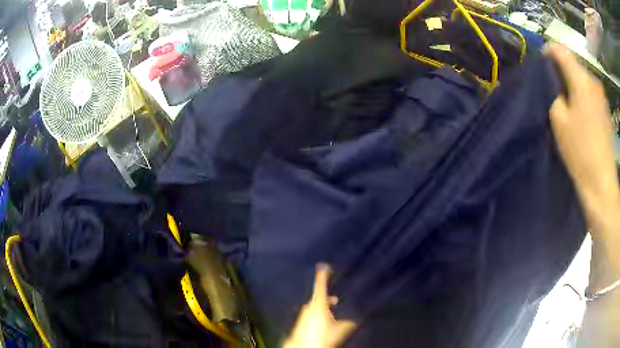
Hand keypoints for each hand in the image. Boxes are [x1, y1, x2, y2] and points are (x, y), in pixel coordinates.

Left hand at [284, 264, 356, 347]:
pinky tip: (321, 324)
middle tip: (335, 301)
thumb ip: (349, 323)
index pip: (320, 287)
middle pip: (317, 298)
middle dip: (325, 298)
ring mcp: (302, 316)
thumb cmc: (323, 337)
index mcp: (318, 305)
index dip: (323, 276)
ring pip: (312, 307)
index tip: (324, 266)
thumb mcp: (341, 329)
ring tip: (330, 314)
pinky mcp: (299, 324)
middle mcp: (308, 308)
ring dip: (321, 308)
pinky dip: (316, 315)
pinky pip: (308, 316)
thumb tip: (355, 320)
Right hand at [545, 43, 619, 230]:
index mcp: (581, 79)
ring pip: (582, 79)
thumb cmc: (580, 151)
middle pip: (573, 64)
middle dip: (561, 71)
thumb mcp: (559, 120)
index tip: (541, 64)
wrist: (601, 184)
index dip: (548, 52)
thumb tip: (554, 84)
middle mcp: (593, 80)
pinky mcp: (605, 110)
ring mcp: (602, 96)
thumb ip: (553, 94)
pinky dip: (582, 96)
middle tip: (553, 88)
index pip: (561, 50)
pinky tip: (580, 114)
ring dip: (573, 85)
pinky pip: (590, 93)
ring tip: (567, 103)